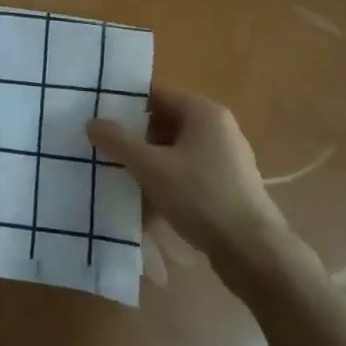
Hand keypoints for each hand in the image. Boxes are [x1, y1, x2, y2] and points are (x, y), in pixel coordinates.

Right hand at [86, 87, 282, 263]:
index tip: (101, 122)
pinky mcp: (228, 184)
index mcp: (204, 112)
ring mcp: (226, 157)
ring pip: (176, 151)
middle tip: (107, 153)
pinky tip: (149, 205)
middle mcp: (218, 128)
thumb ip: (119, 141)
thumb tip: (92, 122)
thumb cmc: (200, 197)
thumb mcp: (151, 167)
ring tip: (123, 181)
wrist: (252, 251)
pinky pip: (189, 173)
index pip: (157, 95)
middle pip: (166, 123)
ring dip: (150, 164)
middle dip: (136, 139)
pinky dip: (168, 182)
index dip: (127, 106)